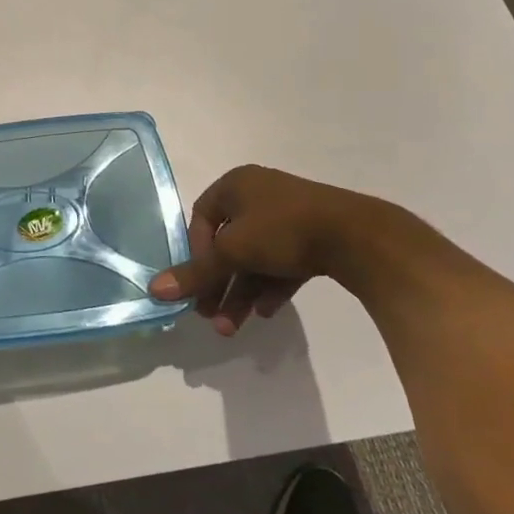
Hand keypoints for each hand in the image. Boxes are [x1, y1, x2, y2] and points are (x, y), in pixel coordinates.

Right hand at [147, 165, 378, 334]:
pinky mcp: (315, 238)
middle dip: (219, 285)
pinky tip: (267, 313)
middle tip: (211, 316)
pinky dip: (271, 287)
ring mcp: (290, 216)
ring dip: (241, 293)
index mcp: (236, 185)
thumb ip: (195, 273)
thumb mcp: (232, 252)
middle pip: (228, 244)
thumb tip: (154, 290)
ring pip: (255, 258)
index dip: (195, 253)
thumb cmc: (283, 230)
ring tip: (234, 327)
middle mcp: (260, 195)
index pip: (201, 219)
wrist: (359, 237)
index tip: (198, 282)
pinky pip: (282, 263)